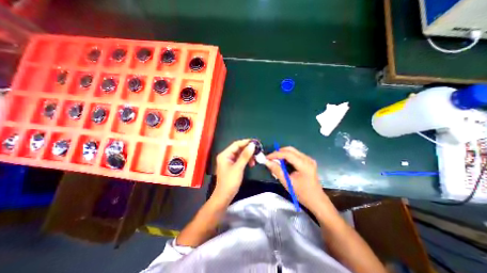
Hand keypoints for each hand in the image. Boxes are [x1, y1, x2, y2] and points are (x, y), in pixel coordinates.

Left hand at [215, 139, 255, 201]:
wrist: (225, 196)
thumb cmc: (230, 181)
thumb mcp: (238, 167)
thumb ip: (245, 156)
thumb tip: (252, 145)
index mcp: (224, 154)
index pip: (236, 144)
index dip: (246, 142)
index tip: (256, 142)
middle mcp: (226, 155)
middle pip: (238, 148)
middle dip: (248, 149)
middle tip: (257, 151)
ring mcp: (229, 161)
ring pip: (240, 154)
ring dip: (248, 156)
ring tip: (255, 160)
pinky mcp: (232, 165)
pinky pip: (240, 159)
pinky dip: (246, 160)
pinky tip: (251, 163)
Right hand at [265, 147, 328, 210]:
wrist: (316, 200)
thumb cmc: (302, 193)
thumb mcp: (287, 182)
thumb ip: (276, 170)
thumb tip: (267, 162)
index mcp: (304, 164)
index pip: (287, 154)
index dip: (276, 154)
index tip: (267, 158)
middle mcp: (307, 159)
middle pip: (290, 149)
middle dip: (278, 153)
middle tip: (270, 159)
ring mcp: (308, 159)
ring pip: (292, 151)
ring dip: (282, 154)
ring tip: (275, 161)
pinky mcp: (308, 161)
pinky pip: (295, 155)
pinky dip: (287, 157)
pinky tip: (282, 163)